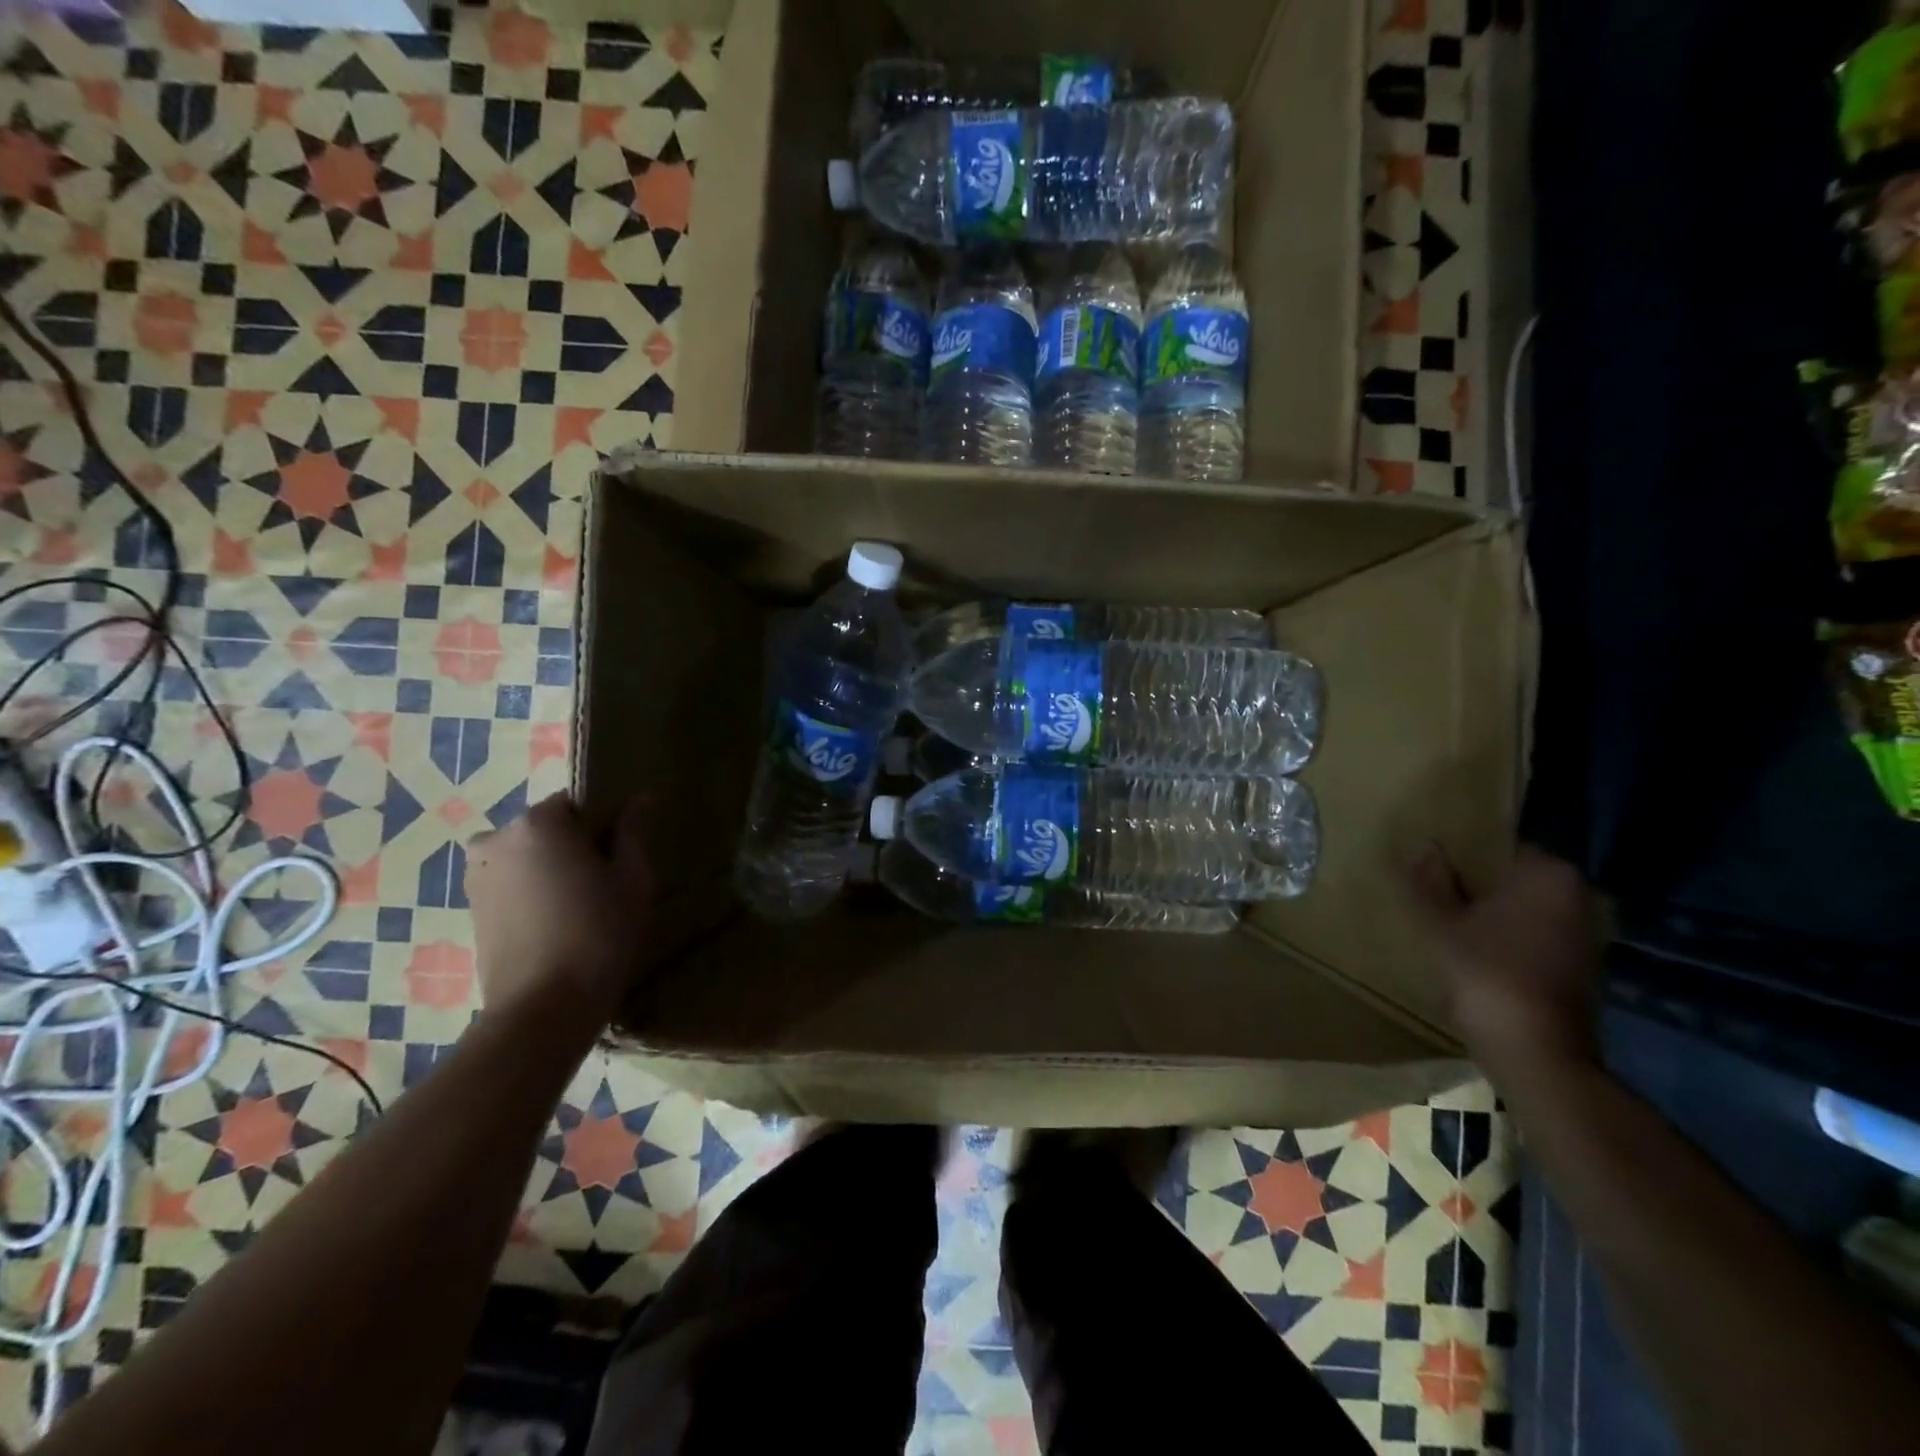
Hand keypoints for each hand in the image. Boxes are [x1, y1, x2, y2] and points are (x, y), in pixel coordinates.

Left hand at [464, 794, 652, 1027]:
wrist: (542, 1009)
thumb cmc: (598, 934)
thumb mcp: (633, 879)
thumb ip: (634, 832)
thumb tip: (641, 797)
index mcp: (538, 823)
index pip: (579, 804)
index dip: (606, 826)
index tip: (623, 857)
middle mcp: (497, 839)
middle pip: (549, 829)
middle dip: (576, 847)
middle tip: (605, 884)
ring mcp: (476, 876)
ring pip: (529, 857)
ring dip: (552, 870)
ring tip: (581, 908)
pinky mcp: (470, 909)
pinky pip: (512, 884)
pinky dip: (533, 894)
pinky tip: (557, 924)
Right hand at [1405, 843, 1606, 1075]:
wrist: (1535, 1051)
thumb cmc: (1486, 973)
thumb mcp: (1441, 922)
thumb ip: (1431, 881)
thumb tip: (1424, 845)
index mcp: (1548, 874)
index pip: (1501, 846)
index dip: (1464, 855)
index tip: (1433, 867)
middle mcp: (1578, 896)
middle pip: (1515, 879)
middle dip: (1479, 885)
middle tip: (1434, 892)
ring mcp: (1585, 935)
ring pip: (1526, 910)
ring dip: (1493, 915)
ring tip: (1449, 921)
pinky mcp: (1581, 969)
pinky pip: (1536, 938)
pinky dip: (1509, 940)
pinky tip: (1475, 952)